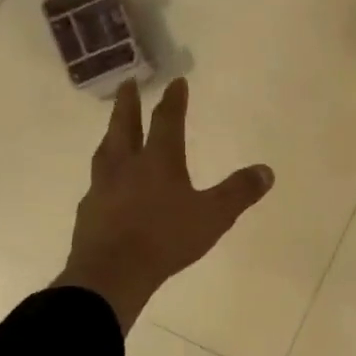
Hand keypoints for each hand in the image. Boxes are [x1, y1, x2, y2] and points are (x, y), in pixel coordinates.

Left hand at [54, 78, 274, 332]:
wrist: (111, 274)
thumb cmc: (165, 239)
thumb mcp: (213, 216)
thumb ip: (239, 192)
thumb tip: (266, 171)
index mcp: (158, 161)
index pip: (167, 121)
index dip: (174, 100)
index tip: (176, 82)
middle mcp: (127, 166)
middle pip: (125, 126)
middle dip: (128, 103)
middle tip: (127, 83)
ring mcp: (103, 187)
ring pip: (106, 150)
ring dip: (111, 134)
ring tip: (113, 128)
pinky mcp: (89, 211)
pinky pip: (97, 182)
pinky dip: (104, 172)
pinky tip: (105, 182)